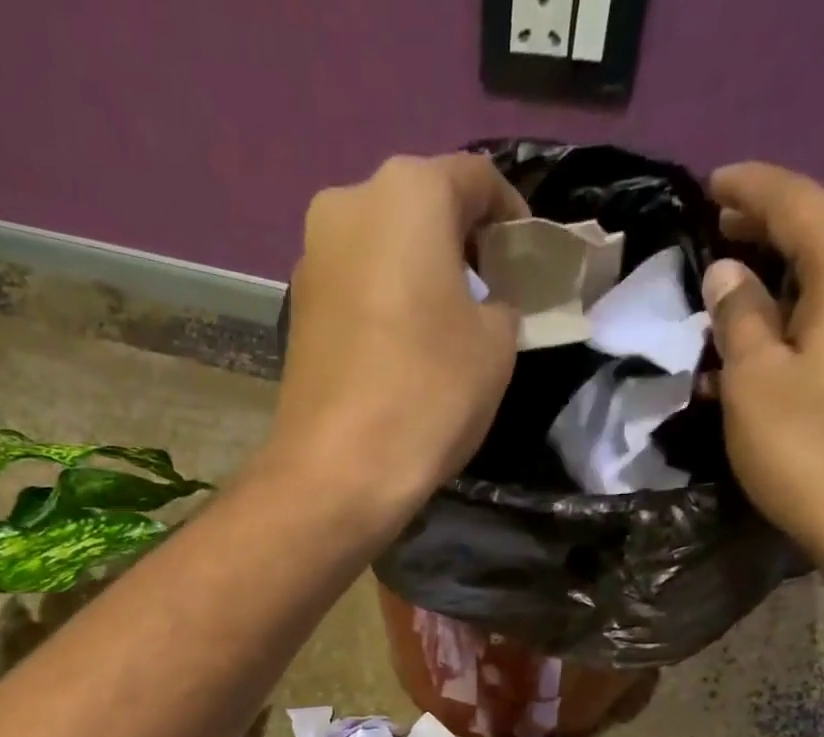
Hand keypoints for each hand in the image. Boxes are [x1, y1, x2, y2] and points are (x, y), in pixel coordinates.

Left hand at [265, 154, 527, 515]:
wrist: (338, 471)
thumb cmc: (428, 394)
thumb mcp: (496, 345)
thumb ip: (501, 304)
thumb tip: (486, 305)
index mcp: (408, 192)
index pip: (476, 179)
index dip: (511, 216)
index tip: (527, 258)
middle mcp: (348, 204)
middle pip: (420, 208)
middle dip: (459, 242)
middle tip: (488, 290)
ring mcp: (312, 258)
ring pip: (382, 248)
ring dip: (417, 273)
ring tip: (445, 323)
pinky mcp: (296, 309)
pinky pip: (355, 287)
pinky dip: (384, 301)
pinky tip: (402, 346)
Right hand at [703, 162, 823, 570]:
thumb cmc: (810, 451)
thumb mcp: (754, 383)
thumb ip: (739, 317)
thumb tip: (729, 273)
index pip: (801, 204)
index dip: (752, 190)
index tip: (711, 186)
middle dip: (771, 232)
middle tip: (719, 235)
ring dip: (788, 282)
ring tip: (738, 295)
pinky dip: (811, 318)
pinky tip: (777, 344)